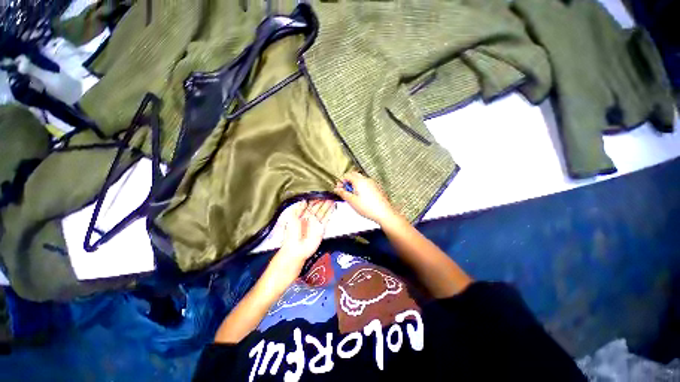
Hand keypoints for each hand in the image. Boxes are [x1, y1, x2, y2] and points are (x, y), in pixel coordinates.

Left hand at [277, 199, 334, 266]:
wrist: (296, 250)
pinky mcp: (321, 228)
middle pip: (318, 207)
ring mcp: (316, 223)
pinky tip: (332, 207)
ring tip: (332, 198)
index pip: (310, 205)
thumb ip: (298, 209)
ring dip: (327, 205)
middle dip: (323, 200)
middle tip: (328, 193)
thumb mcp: (292, 219)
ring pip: (323, 211)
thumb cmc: (291, 235)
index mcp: (302, 215)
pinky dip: (329, 213)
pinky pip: (326, 219)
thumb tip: (304, 200)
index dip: (315, 199)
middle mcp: (310, 218)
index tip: (320, 193)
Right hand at [333, 171, 398, 225]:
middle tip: (345, 191)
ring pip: (360, 179)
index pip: (347, 175)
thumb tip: (337, 189)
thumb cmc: (369, 208)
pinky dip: (361, 187)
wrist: (384, 213)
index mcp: (359, 181)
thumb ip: (343, 193)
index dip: (341, 181)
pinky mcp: (377, 188)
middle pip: (354, 175)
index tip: (340, 189)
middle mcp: (366, 180)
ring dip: (354, 184)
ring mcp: (373, 183)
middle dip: (348, 182)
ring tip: (353, 196)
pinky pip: (366, 184)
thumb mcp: (352, 201)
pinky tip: (361, 197)